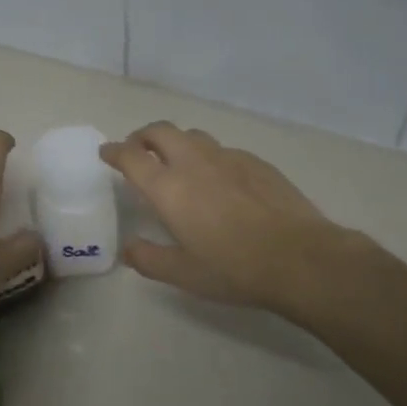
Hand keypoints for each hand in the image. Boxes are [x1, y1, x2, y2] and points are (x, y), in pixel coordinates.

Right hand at [100, 122, 367, 317]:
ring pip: (193, 135)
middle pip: (160, 131)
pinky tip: (219, 179)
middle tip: (138, 151)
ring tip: (176, 161)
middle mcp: (194, 162)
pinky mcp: (256, 162)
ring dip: (176, 142)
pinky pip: (223, 150)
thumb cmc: (234, 269)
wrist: (300, 258)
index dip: (114, 152)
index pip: (131, 156)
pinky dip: (208, 156)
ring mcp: (228, 158)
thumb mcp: (183, 274)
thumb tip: (129, 248)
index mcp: (168, 188)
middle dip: (142, 136)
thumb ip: (149, 258)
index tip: (106, 154)